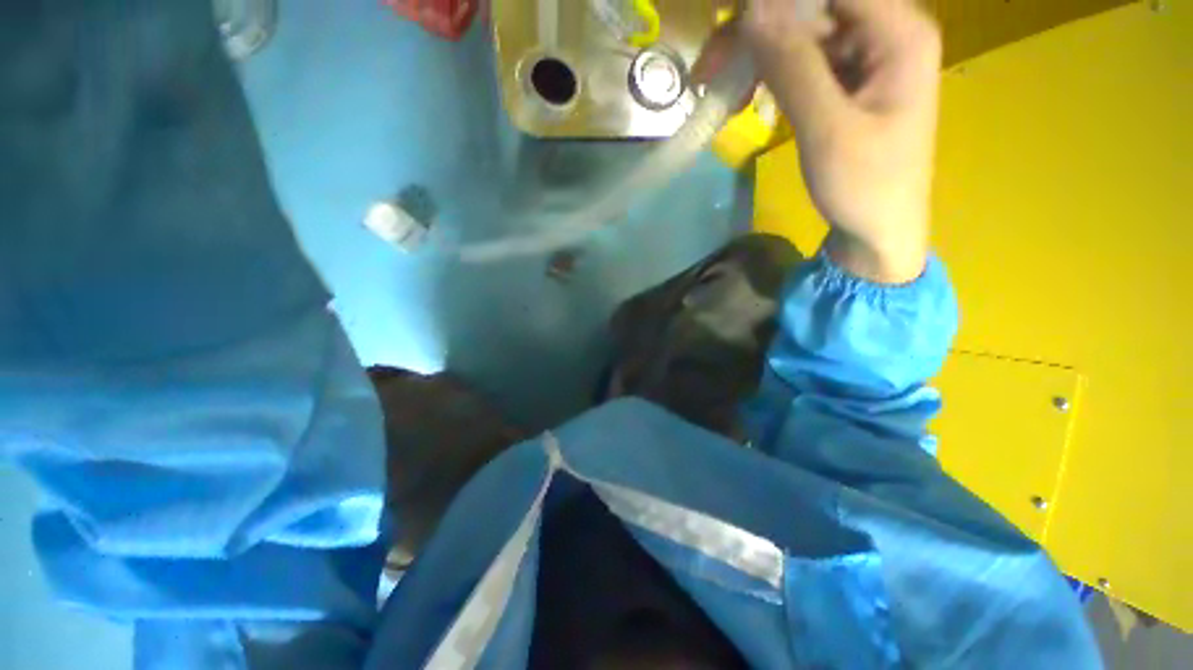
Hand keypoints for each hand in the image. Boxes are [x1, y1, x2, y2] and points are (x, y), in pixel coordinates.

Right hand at [742, 0, 941, 282]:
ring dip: (756, 56)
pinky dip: (768, 76)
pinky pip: (801, 62)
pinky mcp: (845, 81)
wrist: (876, 231)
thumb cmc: (864, 187)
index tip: (731, 21)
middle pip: (813, 7)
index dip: (777, 1)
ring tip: (719, 89)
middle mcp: (884, 32)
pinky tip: (745, 99)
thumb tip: (752, 10)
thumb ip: (794, 67)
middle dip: (756, 30)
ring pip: (800, 33)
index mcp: (899, 33)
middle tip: (708, 68)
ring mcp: (864, 57)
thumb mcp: (827, 130)